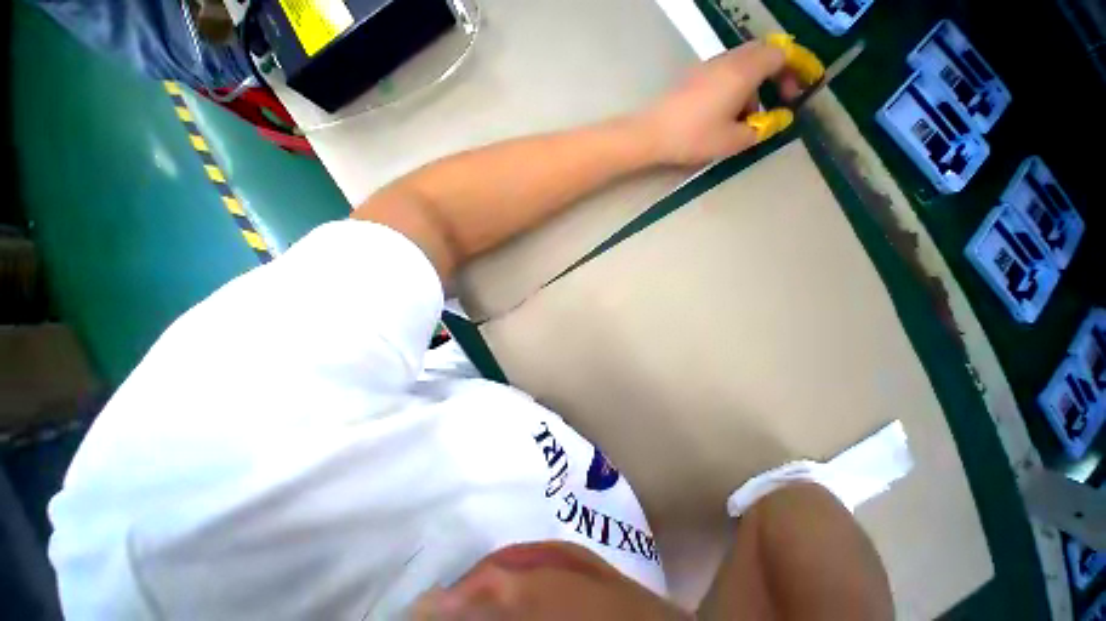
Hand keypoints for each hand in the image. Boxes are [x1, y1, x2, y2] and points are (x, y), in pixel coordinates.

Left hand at [636, 34, 823, 166]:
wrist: (650, 134)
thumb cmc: (693, 137)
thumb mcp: (732, 141)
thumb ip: (761, 129)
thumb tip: (780, 119)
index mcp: (744, 69)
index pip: (782, 53)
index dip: (798, 67)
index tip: (802, 89)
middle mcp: (728, 59)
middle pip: (763, 54)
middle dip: (777, 76)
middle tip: (780, 100)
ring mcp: (708, 66)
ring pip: (743, 65)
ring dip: (754, 86)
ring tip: (747, 118)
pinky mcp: (693, 77)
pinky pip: (724, 74)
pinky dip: (735, 88)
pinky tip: (724, 115)